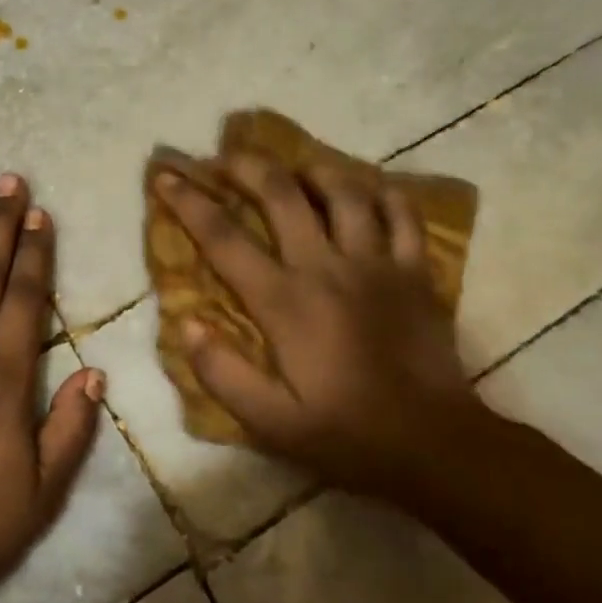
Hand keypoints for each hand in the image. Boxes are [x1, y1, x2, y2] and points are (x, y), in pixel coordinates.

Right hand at [154, 154, 485, 500]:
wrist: (436, 445)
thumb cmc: (346, 434)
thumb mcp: (269, 421)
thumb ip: (221, 372)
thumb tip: (187, 323)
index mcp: (285, 301)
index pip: (224, 238)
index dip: (189, 202)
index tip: (165, 175)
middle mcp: (327, 268)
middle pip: (282, 194)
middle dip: (246, 166)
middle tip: (223, 156)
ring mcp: (377, 264)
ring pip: (344, 191)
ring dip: (312, 169)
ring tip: (294, 167)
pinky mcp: (415, 272)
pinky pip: (402, 214)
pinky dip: (382, 192)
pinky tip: (366, 189)